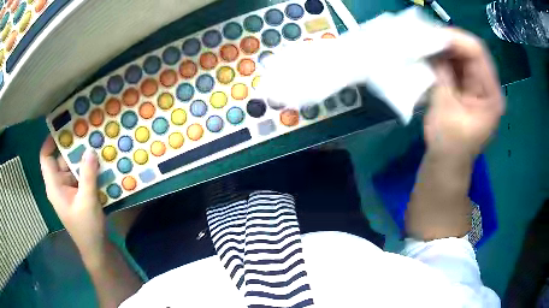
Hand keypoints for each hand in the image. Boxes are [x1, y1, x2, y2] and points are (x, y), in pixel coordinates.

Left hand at [40, 136, 106, 256]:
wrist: (96, 248)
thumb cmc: (87, 228)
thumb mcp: (87, 201)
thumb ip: (87, 175)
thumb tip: (90, 150)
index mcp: (54, 186)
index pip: (45, 158)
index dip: (50, 141)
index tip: (63, 128)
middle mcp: (58, 185)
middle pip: (60, 159)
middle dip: (72, 147)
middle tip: (87, 133)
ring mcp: (68, 190)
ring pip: (71, 167)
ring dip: (82, 158)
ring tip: (95, 145)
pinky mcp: (77, 194)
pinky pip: (79, 176)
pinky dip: (87, 169)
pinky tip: (99, 163)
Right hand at [425, 28, 504, 158]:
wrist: (447, 164)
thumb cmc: (449, 146)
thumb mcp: (445, 111)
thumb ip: (442, 77)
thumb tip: (432, 49)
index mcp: (491, 96)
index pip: (478, 54)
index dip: (456, 39)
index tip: (431, 34)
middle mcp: (487, 86)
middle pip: (470, 51)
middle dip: (447, 41)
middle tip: (423, 37)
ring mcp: (477, 85)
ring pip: (462, 55)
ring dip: (443, 49)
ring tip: (422, 44)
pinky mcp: (467, 87)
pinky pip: (456, 65)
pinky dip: (442, 58)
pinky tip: (428, 56)